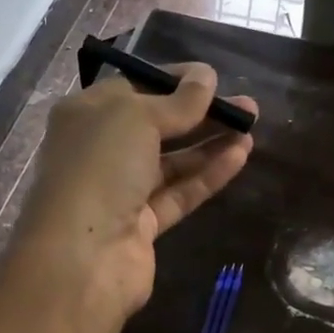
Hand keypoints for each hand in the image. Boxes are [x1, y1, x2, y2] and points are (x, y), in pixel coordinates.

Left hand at [15, 64, 257, 317]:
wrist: (82, 256)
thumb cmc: (99, 168)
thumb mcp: (136, 118)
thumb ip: (177, 101)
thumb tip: (206, 76)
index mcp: (85, 115)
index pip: (133, 89)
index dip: (173, 81)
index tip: (212, 78)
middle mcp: (100, 151)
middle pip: (156, 127)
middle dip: (200, 114)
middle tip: (245, 104)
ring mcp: (121, 192)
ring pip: (172, 162)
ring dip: (210, 144)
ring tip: (251, 127)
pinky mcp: (143, 226)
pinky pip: (179, 193)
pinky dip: (207, 175)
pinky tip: (240, 156)